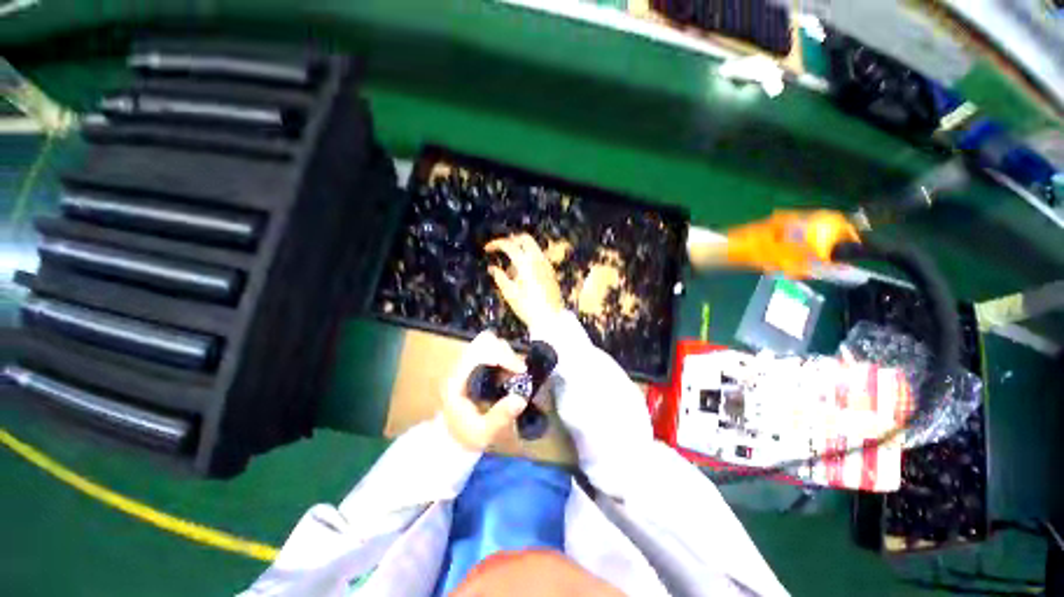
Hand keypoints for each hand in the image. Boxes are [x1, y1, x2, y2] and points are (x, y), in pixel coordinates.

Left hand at [442, 331, 528, 450]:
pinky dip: (505, 358)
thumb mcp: (482, 433)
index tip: (520, 370)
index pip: (479, 351)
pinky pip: (492, 351)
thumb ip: (499, 417)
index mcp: (457, 379)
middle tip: (519, 372)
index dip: (502, 356)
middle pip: (485, 341)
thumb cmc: (464, 436)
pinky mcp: (474, 365)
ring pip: (490, 342)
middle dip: (507, 353)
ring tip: (515, 374)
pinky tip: (510, 374)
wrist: (450, 438)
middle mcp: (460, 366)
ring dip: (507, 355)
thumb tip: (521, 398)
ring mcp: (467, 364)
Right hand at [485, 234, 563, 330]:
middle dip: (511, 241)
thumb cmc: (527, 307)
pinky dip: (528, 258)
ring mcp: (547, 264)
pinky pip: (538, 256)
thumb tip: (492, 268)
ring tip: (511, 271)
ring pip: (533, 247)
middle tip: (501, 251)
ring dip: (520, 250)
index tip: (487, 249)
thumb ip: (500, 277)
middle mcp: (538, 259)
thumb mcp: (509, 293)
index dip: (496, 244)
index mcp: (526, 263)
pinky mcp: (551, 271)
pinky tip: (522, 275)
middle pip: (525, 239)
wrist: (550, 318)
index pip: (509, 245)